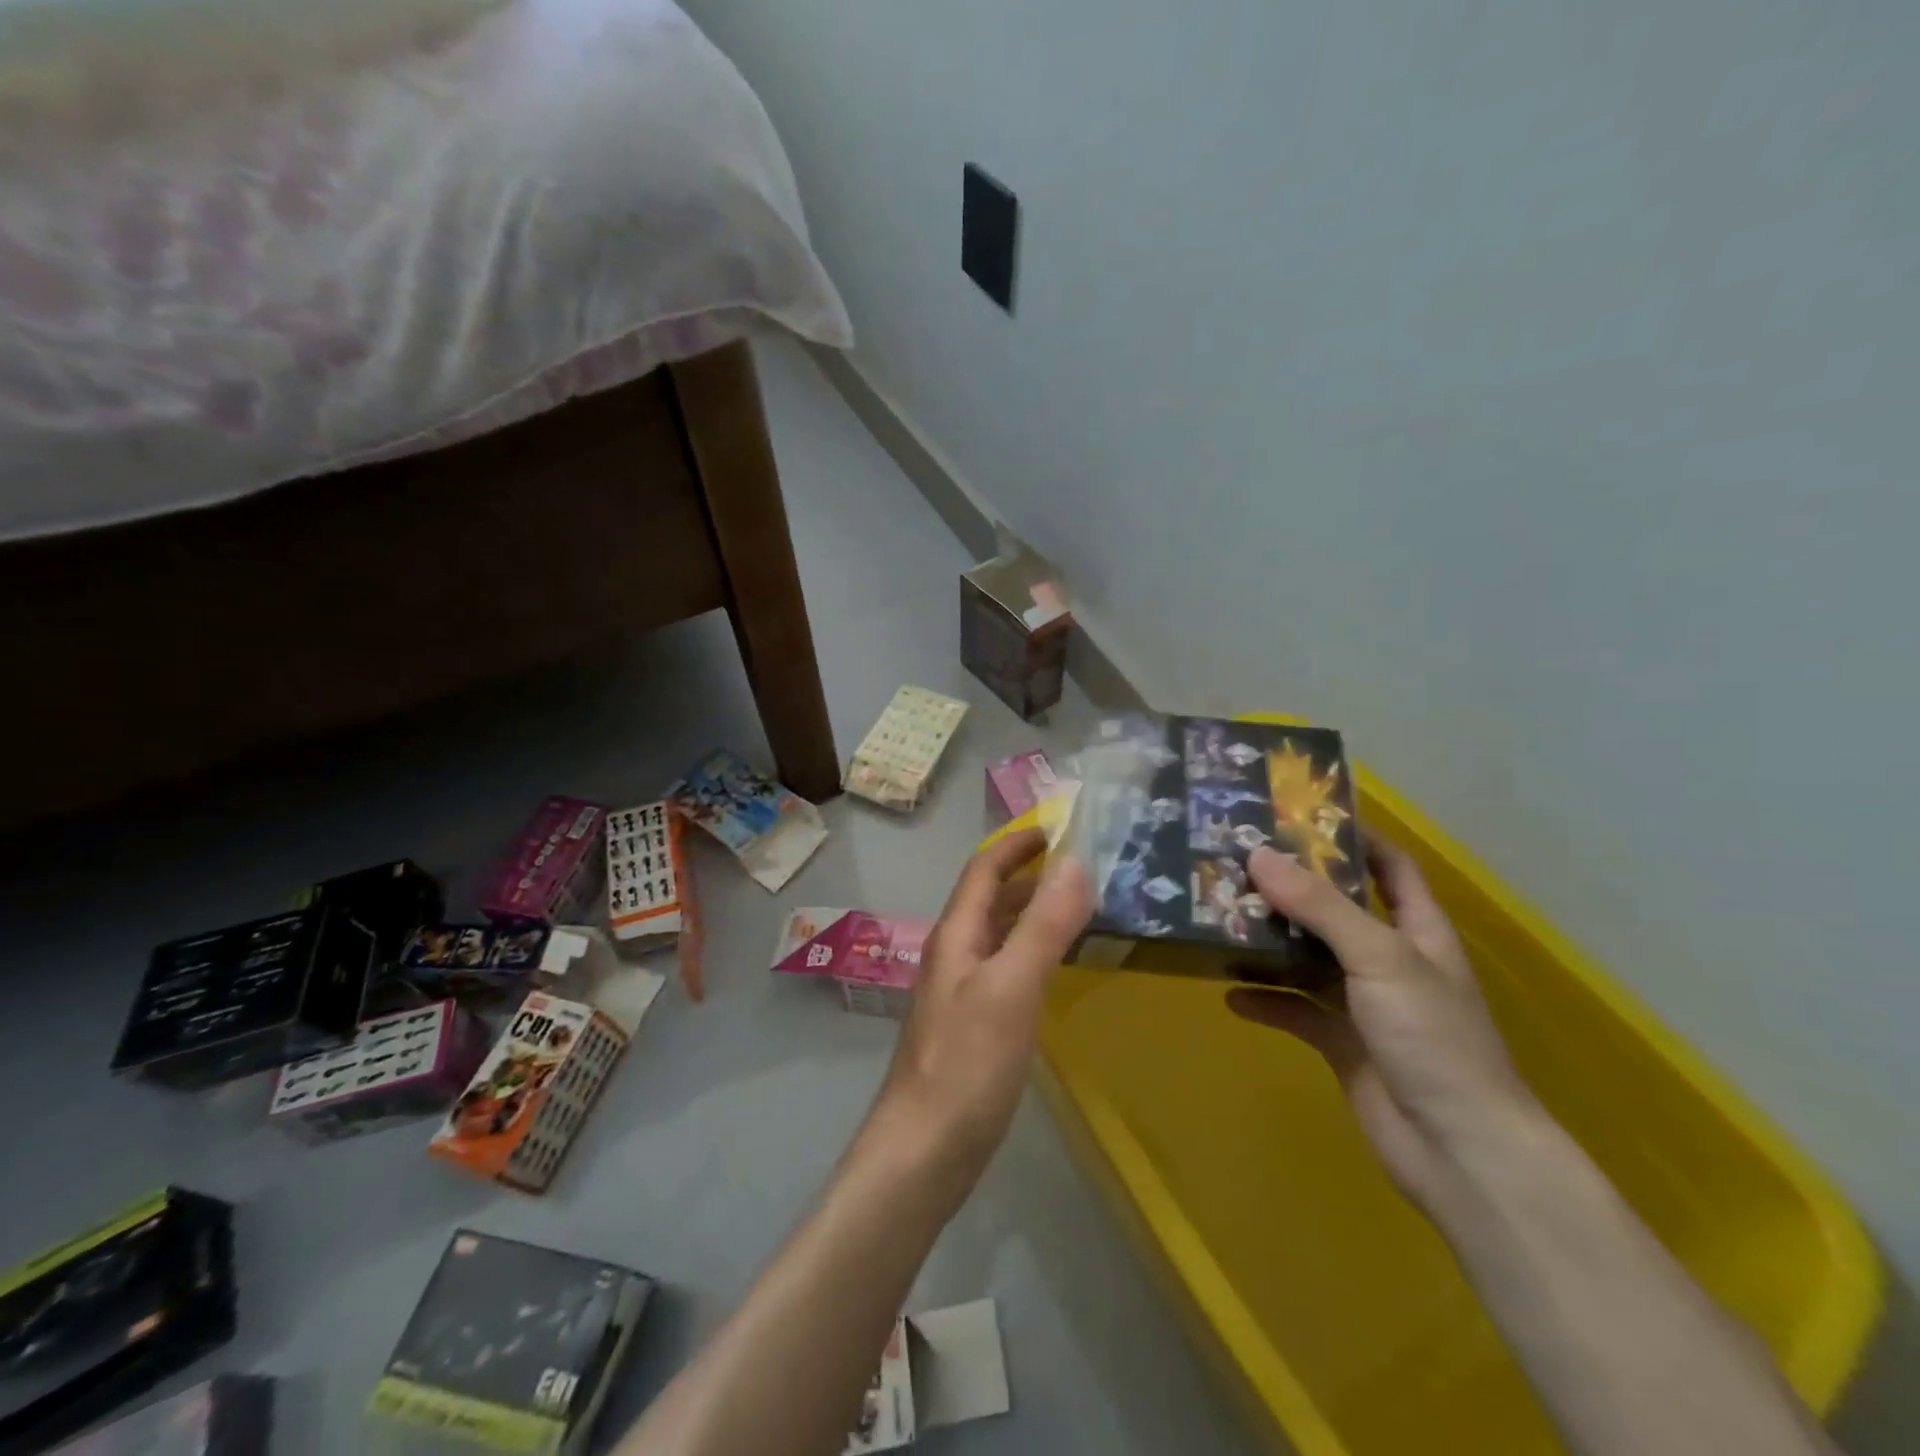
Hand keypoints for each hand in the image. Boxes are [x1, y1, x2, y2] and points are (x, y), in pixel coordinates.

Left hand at [868, 829, 1092, 1203]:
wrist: (923, 1151)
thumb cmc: (966, 1063)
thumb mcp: (1012, 987)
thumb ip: (1044, 926)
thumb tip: (1077, 863)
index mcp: (957, 935)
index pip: (984, 869)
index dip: (1017, 844)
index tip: (1057, 827)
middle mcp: (956, 954)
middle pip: (991, 899)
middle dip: (1030, 875)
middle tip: (1084, 867)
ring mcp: (962, 992)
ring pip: (1000, 934)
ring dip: (1033, 913)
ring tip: (1080, 908)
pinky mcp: (974, 1026)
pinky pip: (1007, 969)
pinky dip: (1034, 952)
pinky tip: (1058, 968)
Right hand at [1228, 839, 1538, 1210]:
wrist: (1459, 1150)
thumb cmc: (1433, 1038)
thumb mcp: (1380, 957)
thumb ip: (1319, 906)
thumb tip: (1258, 855)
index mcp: (1417, 931)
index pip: (1391, 867)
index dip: (1355, 838)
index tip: (1300, 816)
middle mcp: (1390, 960)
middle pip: (1337, 910)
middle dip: (1292, 889)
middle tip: (1237, 864)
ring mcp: (1366, 1004)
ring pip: (1310, 960)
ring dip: (1271, 944)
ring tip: (1221, 920)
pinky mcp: (1342, 1044)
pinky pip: (1296, 1012)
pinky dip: (1267, 1002)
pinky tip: (1229, 994)